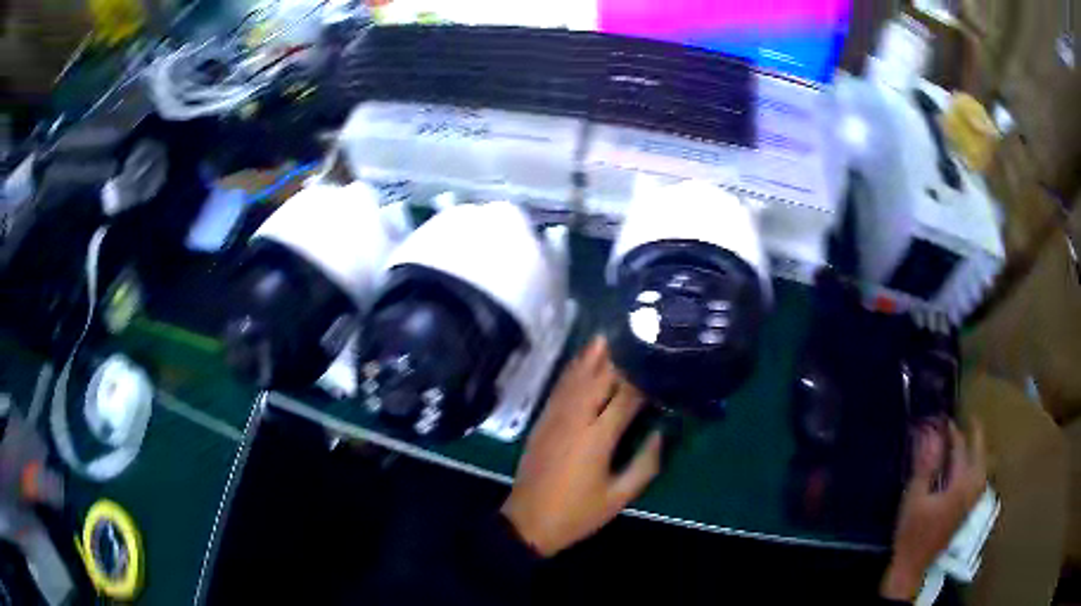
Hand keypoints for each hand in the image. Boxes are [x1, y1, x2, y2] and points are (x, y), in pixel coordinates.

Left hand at [501, 336, 663, 556]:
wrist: (528, 522)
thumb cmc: (578, 513)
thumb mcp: (619, 496)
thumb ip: (645, 464)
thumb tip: (662, 431)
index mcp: (598, 437)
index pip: (626, 396)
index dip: (645, 377)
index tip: (661, 361)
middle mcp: (576, 419)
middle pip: (600, 377)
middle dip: (620, 356)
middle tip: (639, 334)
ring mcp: (555, 417)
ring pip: (576, 377)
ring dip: (593, 354)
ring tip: (611, 333)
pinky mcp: (542, 421)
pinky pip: (560, 388)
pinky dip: (573, 369)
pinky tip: (582, 359)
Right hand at [881, 421, 986, 600]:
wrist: (913, 564)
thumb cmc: (912, 531)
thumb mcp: (914, 498)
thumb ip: (926, 466)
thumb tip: (930, 434)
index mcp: (960, 486)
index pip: (961, 449)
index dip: (953, 432)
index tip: (944, 418)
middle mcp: (971, 490)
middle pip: (980, 457)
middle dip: (976, 437)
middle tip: (971, 421)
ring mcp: (971, 502)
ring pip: (983, 469)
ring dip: (979, 453)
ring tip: (973, 441)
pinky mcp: (967, 510)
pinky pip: (979, 480)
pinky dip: (978, 467)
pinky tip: (972, 468)